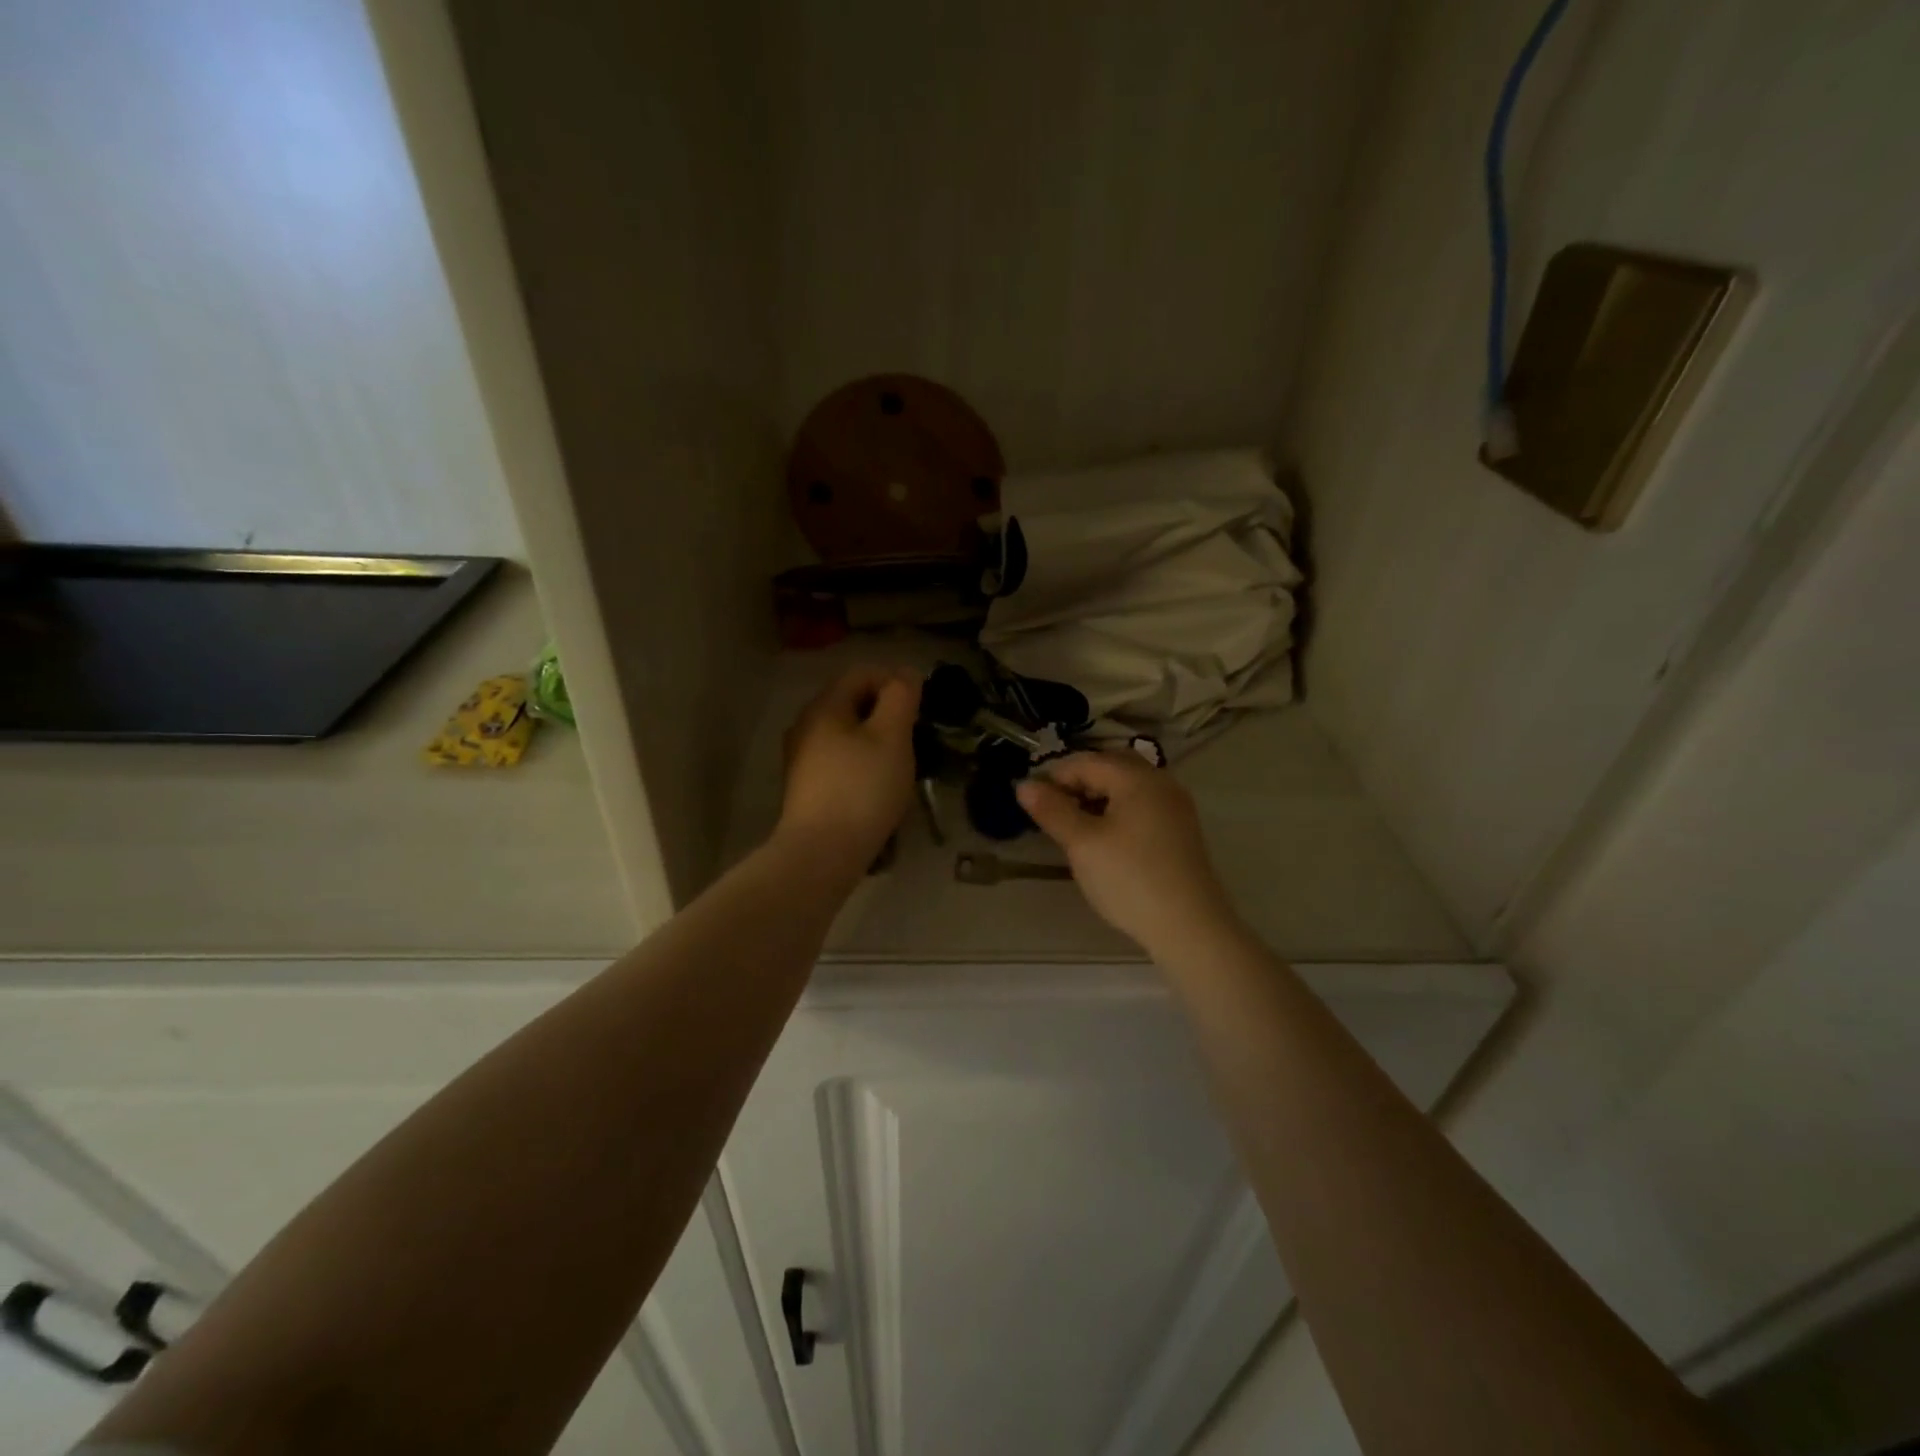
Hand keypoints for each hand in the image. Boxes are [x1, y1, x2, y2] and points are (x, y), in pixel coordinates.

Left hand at [776, 666, 920, 872]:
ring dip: (876, 740)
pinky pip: (839, 760)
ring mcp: (801, 758)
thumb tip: (904, 674)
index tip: (921, 707)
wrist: (821, 853)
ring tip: (901, 764)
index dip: (895, 681)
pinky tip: (878, 787)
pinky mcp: (805, 787)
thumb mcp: (891, 736)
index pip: (862, 673)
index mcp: (824, 706)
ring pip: (846, 734)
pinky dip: (862, 763)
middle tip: (914, 737)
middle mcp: (806, 725)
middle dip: (887, 713)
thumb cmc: (862, 788)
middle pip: (852, 703)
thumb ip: (900, 698)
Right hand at [1017, 753, 1238, 954]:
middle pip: (1111, 767)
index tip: (1033, 804)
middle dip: (1079, 783)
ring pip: (1128, 787)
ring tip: (1075, 827)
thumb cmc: (1130, 879)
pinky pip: (1143, 805)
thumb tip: (1024, 785)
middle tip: (1054, 812)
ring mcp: (1176, 806)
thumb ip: (1052, 810)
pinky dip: (1118, 811)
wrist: (1189, 927)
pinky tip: (1105, 839)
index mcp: (1137, 778)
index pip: (1087, 761)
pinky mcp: (1181, 830)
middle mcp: (1161, 782)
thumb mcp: (1082, 844)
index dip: (1055, 777)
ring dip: (1098, 797)